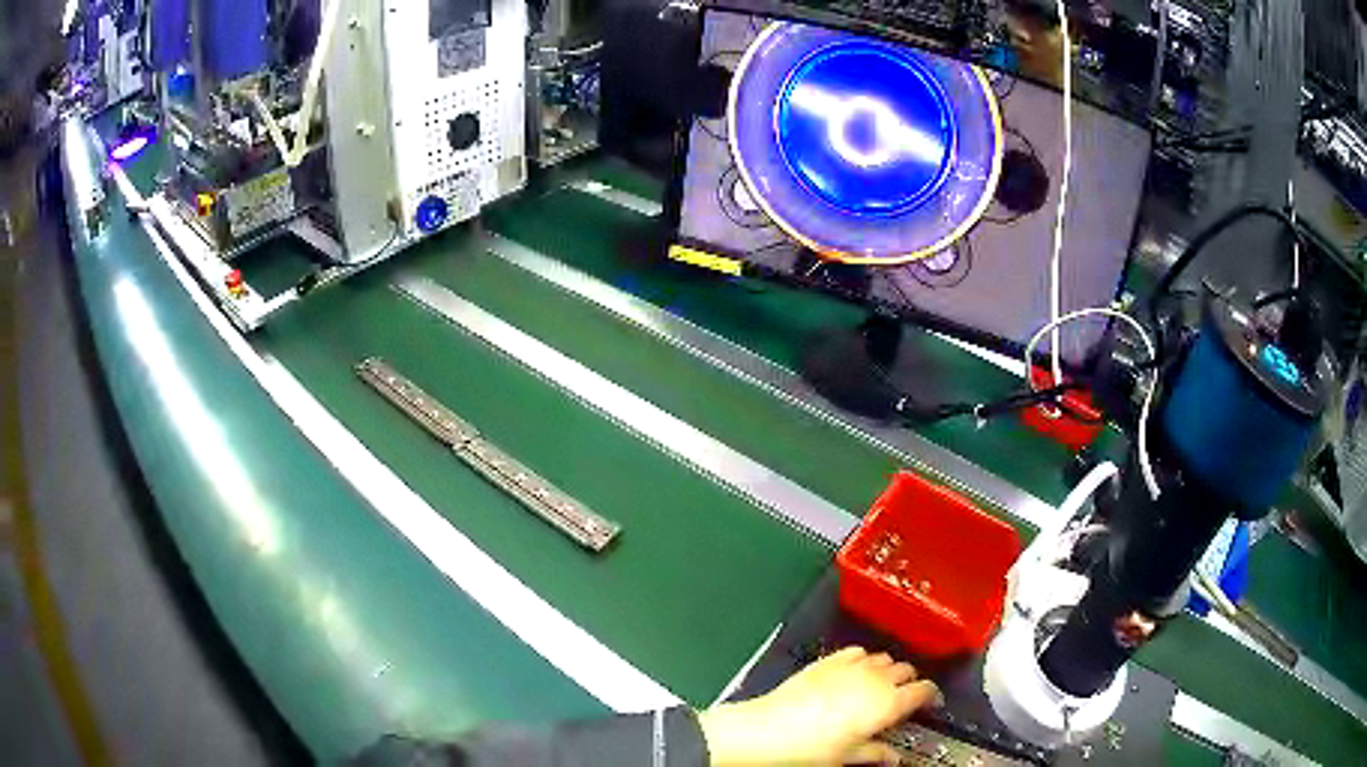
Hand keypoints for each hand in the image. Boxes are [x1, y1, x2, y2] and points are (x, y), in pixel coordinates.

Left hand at [698, 646, 940, 765]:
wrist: (768, 730)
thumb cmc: (810, 747)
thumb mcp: (850, 755)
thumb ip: (877, 753)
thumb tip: (893, 759)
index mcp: (888, 702)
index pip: (924, 690)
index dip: (931, 695)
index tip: (931, 703)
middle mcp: (875, 678)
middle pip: (906, 670)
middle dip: (910, 682)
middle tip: (904, 698)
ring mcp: (850, 666)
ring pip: (883, 658)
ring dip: (888, 669)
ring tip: (880, 685)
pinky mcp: (827, 661)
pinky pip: (856, 652)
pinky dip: (862, 659)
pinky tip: (855, 671)